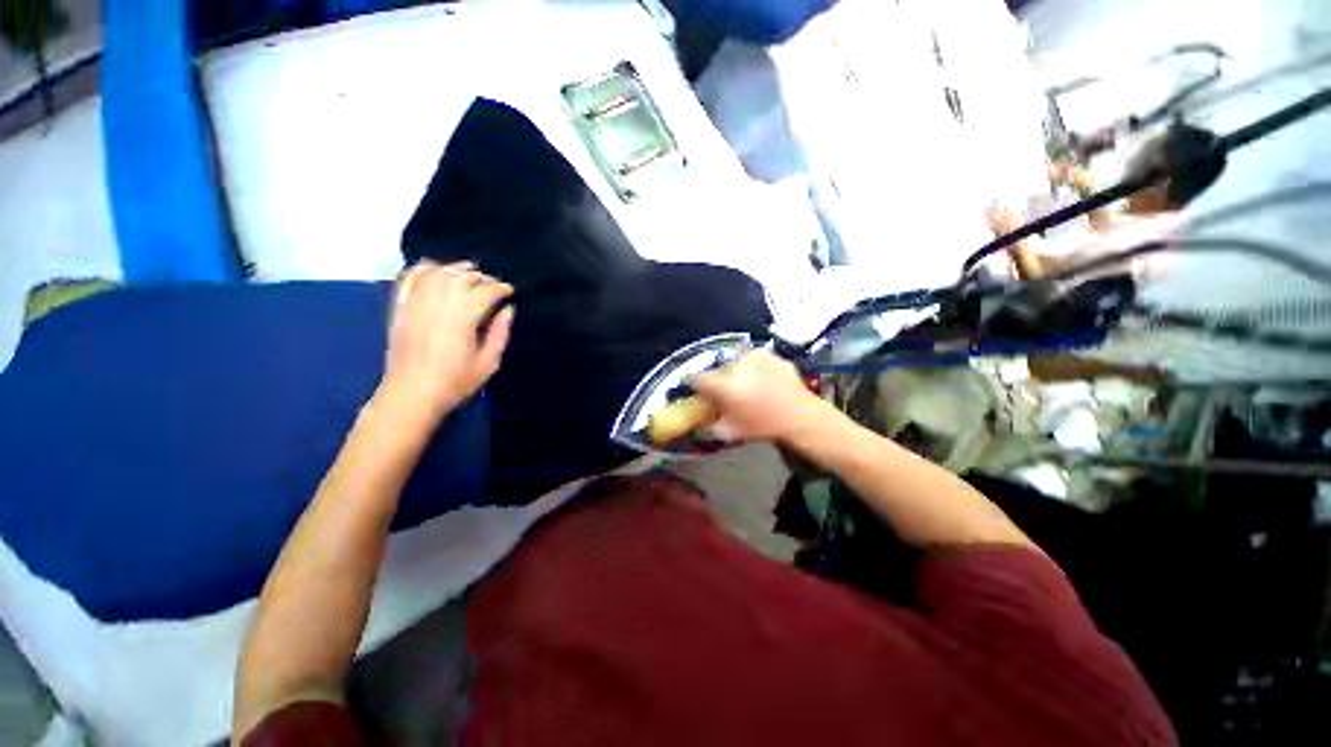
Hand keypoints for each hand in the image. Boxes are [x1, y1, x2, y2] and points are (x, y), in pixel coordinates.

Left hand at [379, 261, 514, 421]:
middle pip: (462, 277)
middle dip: (481, 277)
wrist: (411, 394)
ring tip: (468, 272)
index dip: (500, 288)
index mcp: (462, 319)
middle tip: (492, 284)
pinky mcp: (399, 307)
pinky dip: (422, 268)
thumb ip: (500, 333)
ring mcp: (415, 304)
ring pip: (436, 272)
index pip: (485, 292)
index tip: (509, 291)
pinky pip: (409, 277)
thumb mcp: (488, 363)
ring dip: (455, 268)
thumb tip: (508, 310)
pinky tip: (434, 270)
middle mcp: (438, 305)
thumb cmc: (455, 382)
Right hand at [691, 350, 825, 442]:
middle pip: (717, 370)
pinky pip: (755, 360)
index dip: (694, 386)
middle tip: (728, 393)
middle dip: (720, 381)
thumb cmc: (762, 426)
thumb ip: (708, 425)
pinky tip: (764, 382)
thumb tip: (698, 421)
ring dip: (737, 373)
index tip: (699, 392)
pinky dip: (755, 369)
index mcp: (722, 384)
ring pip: (736, 363)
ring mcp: (755, 356)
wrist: (800, 417)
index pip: (695, 378)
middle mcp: (734, 364)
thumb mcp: (729, 432)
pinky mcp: (770, 354)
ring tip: (748, 387)